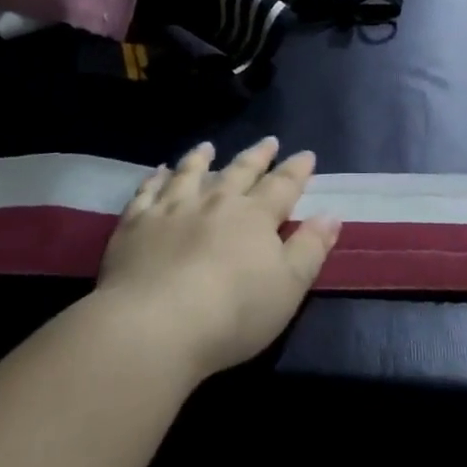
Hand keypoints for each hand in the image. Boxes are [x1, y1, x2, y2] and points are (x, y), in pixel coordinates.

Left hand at [95, 138, 340, 380]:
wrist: (154, 325)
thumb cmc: (232, 312)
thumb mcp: (288, 287)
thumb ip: (310, 248)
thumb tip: (330, 214)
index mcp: (255, 216)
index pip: (282, 186)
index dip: (297, 170)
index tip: (306, 155)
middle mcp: (215, 202)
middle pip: (239, 171)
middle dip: (257, 156)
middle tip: (269, 141)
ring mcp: (172, 209)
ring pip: (190, 173)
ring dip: (201, 159)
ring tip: (208, 146)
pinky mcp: (136, 224)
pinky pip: (147, 192)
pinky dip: (155, 179)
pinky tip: (158, 172)